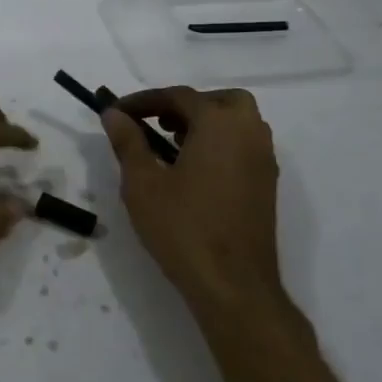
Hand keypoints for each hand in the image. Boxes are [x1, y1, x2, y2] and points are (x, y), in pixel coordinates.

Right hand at [103, 87, 284, 315]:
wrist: (233, 284)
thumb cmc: (183, 228)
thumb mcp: (143, 183)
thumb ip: (128, 142)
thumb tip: (114, 114)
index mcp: (220, 125)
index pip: (179, 96)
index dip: (144, 100)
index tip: (117, 112)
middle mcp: (249, 134)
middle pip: (220, 101)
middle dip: (185, 105)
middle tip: (155, 122)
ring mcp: (263, 161)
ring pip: (237, 123)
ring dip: (205, 123)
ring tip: (169, 145)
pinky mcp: (266, 185)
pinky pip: (243, 146)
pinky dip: (219, 144)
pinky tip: (192, 170)